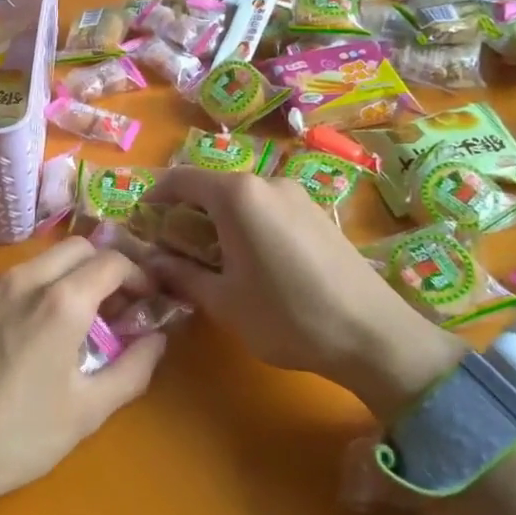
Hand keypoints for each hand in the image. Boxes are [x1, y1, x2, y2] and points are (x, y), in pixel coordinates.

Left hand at [0, 238, 165, 514]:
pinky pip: (14, 278)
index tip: (148, 300)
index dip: (139, 275)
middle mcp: (24, 280)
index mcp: (60, 301)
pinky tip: (35, 329)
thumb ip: (133, 368)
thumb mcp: (88, 411)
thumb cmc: (17, 436)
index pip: (112, 261)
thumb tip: (157, 339)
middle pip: (78, 247)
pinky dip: (38, 287)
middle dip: (105, 267)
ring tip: (78, 320)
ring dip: (70, 276)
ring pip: (43, 260)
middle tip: (116, 307)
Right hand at [137, 167, 465, 415]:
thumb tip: (151, 261)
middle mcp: (267, 181)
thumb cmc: (287, 316)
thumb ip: (180, 274)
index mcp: (238, 195)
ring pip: (243, 197)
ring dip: (218, 220)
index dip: (154, 196)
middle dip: (186, 212)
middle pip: (213, 186)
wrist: (374, 335)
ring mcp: (298, 194)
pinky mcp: (319, 212)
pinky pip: (269, 207)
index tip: (141, 222)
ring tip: (212, 259)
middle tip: (172, 248)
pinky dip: (248, 224)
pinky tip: (252, 260)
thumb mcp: (223, 300)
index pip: (181, 179)